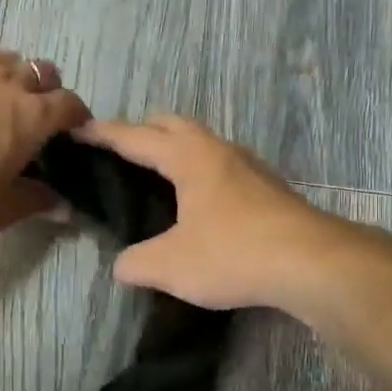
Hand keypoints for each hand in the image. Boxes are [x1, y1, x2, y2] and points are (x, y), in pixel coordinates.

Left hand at [0, 53, 90, 248]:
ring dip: (9, 78)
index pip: (69, 103)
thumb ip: (36, 201)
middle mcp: (3, 82)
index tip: (73, 132)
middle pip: (39, 71)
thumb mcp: (0, 210)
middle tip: (34, 118)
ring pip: (1, 61)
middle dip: (45, 90)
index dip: (77, 116)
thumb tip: (62, 205)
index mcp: (30, 115)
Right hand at [74, 115, 353, 311]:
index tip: (79, 130)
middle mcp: (219, 151)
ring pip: (203, 143)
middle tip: (119, 151)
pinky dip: (200, 171)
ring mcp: (249, 167)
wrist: (312, 263)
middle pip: (173, 125)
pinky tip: (200, 202)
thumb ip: (136, 263)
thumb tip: (121, 266)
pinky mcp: (269, 188)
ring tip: (157, 174)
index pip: (136, 137)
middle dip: (142, 131)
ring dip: (176, 149)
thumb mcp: (170, 266)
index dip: (104, 134)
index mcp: (189, 157)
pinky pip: (222, 166)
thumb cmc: (233, 253)